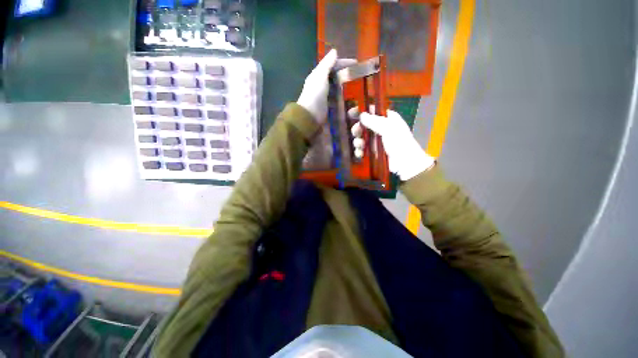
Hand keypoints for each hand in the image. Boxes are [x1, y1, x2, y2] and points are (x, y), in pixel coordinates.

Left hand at [297, 50, 353, 123]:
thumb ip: (327, 64)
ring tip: (358, 87)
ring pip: (337, 88)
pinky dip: (344, 98)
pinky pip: (338, 99)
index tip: (356, 63)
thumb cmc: (315, 94)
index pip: (332, 65)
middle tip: (359, 76)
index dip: (343, 63)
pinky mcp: (329, 106)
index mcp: (318, 75)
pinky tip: (351, 98)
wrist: (310, 116)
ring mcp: (325, 97)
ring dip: (346, 87)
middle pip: (335, 77)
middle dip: (346, 75)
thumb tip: (335, 51)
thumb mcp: (320, 76)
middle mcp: (321, 85)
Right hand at [350, 108, 435, 180]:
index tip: (350, 113)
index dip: (361, 111)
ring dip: (358, 141)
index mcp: (387, 119)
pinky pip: (362, 149)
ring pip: (362, 138)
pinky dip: (359, 151)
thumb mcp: (388, 128)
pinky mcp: (373, 152)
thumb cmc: (399, 142)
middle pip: (364, 125)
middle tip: (356, 133)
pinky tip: (359, 154)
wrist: (405, 163)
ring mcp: (376, 141)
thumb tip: (361, 115)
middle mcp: (381, 129)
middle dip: (358, 129)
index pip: (372, 111)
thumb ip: (374, 121)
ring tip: (359, 145)